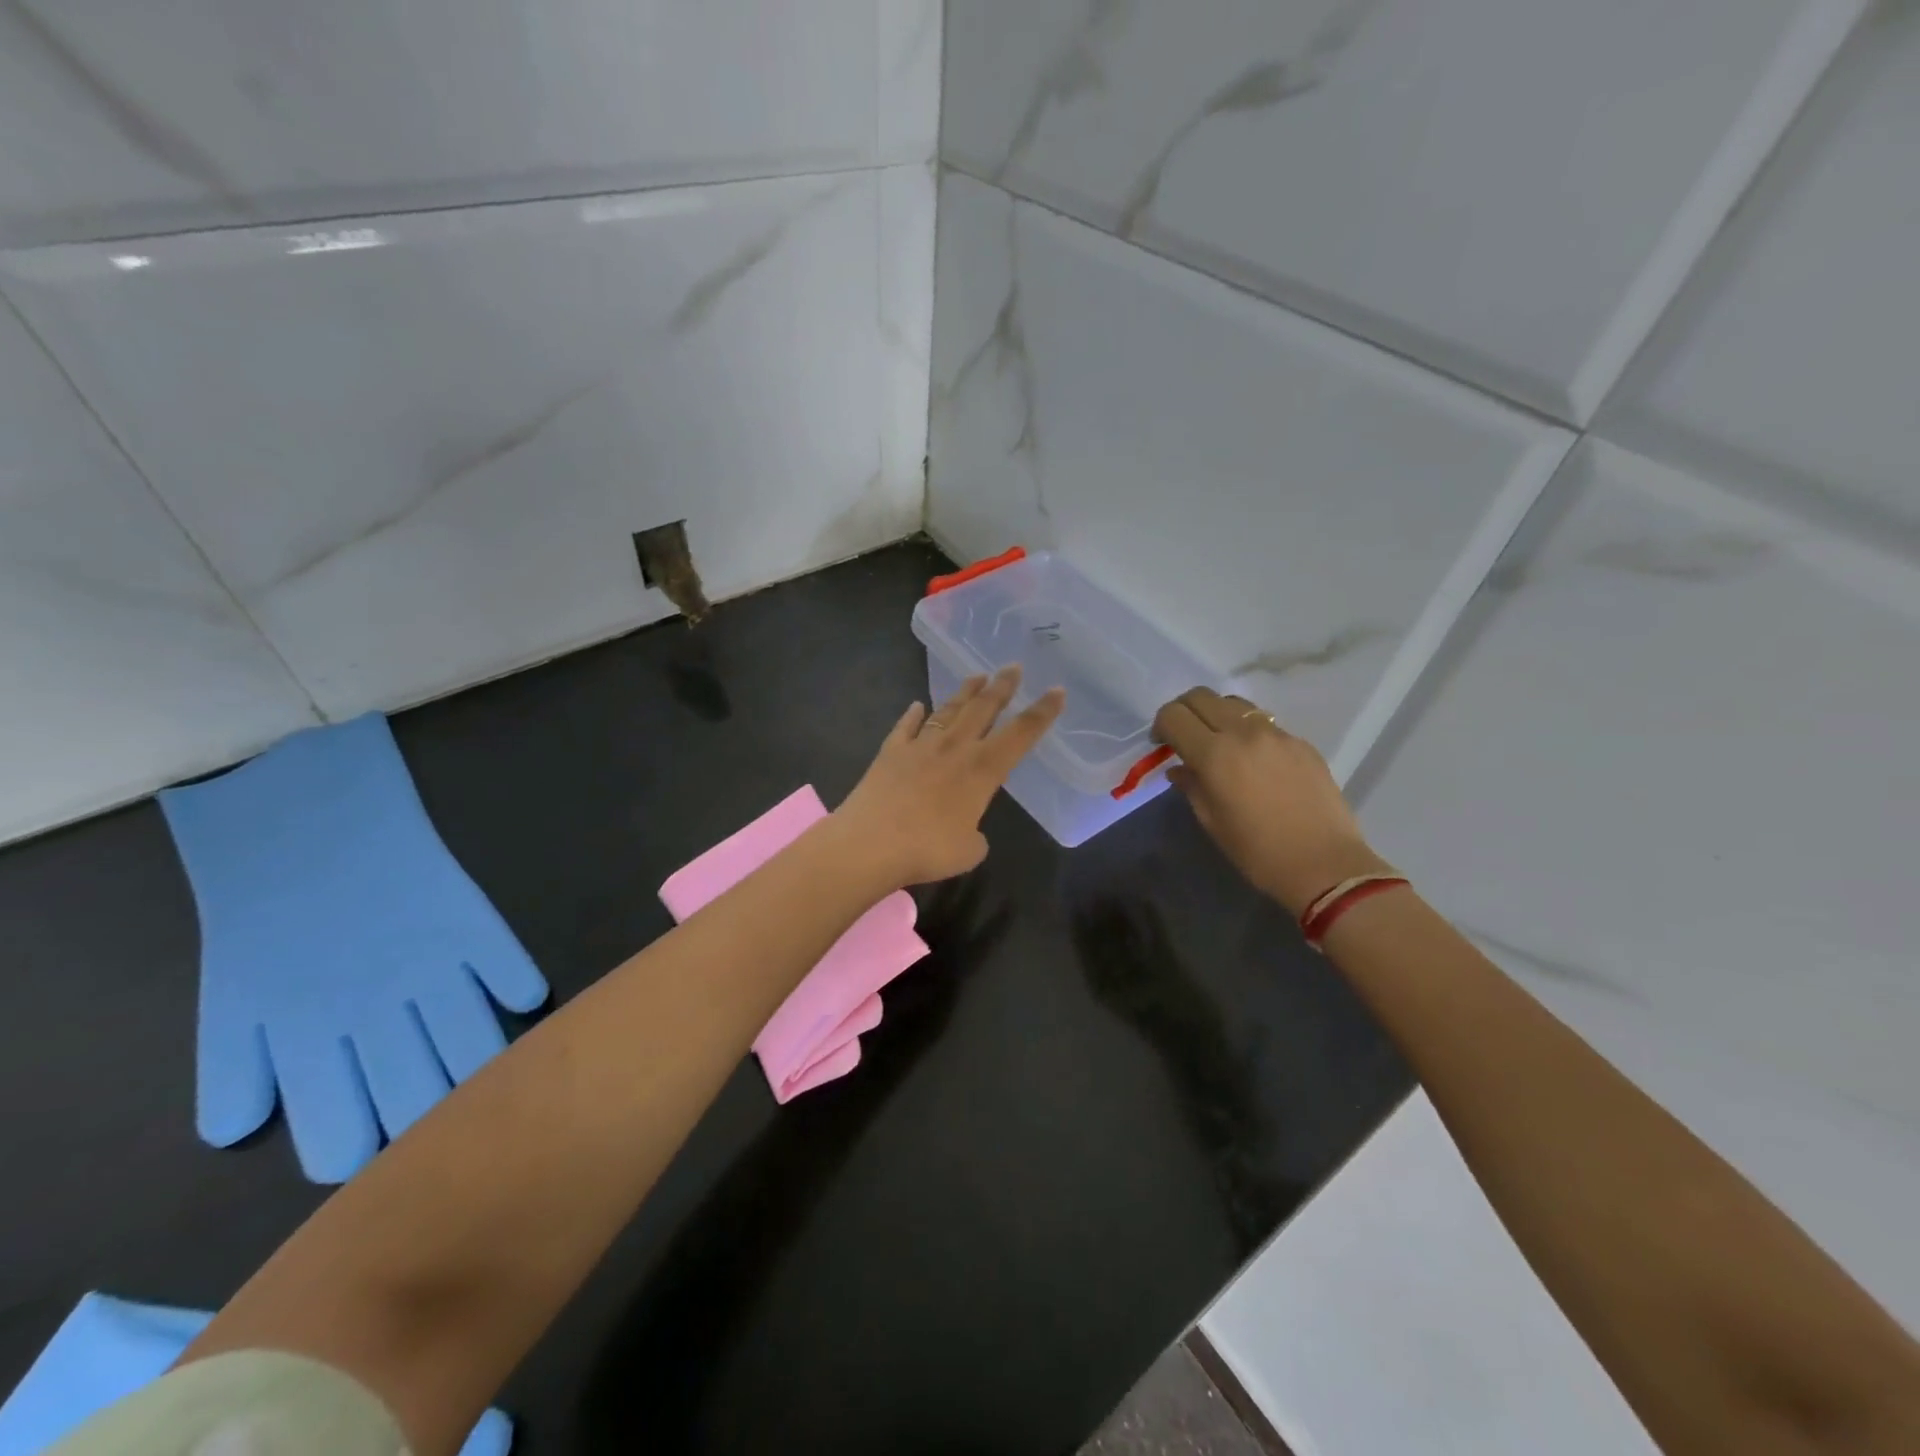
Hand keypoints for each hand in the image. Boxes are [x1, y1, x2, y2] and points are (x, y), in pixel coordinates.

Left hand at [834, 666, 1065, 886]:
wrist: (870, 843)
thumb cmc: (927, 849)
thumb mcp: (968, 851)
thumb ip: (974, 836)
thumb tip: (967, 830)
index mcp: (982, 770)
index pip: (1020, 735)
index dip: (1042, 713)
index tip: (1057, 691)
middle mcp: (954, 749)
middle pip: (983, 709)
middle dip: (1002, 687)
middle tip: (1013, 667)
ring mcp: (919, 746)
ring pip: (947, 711)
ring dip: (964, 693)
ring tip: (977, 676)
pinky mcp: (890, 752)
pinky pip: (905, 727)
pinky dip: (913, 715)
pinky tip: (917, 706)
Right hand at [1153, 687, 1391, 915]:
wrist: (1325, 865)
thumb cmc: (1258, 852)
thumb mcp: (1212, 822)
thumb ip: (1191, 786)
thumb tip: (1180, 768)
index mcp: (1214, 755)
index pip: (1174, 715)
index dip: (1161, 725)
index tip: (1162, 745)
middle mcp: (1244, 732)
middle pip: (1201, 696)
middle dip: (1185, 711)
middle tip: (1184, 736)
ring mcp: (1276, 733)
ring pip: (1234, 703)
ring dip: (1217, 715)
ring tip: (1219, 743)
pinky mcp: (1300, 742)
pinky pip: (1264, 722)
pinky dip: (1247, 731)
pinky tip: (1254, 761)